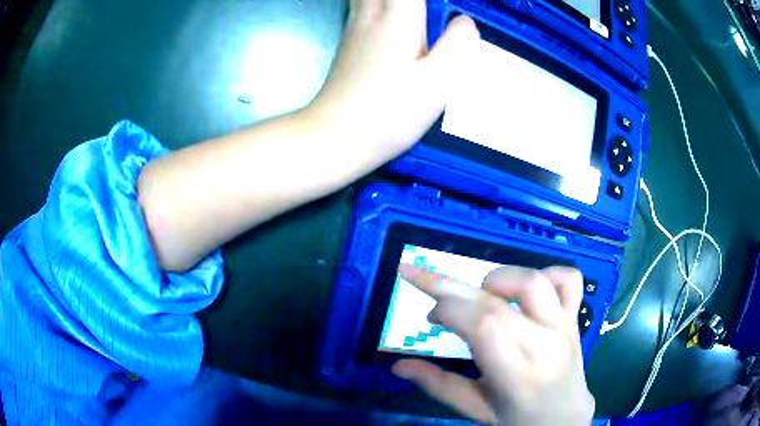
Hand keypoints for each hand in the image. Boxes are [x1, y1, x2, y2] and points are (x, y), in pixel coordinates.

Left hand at [307, 0, 479, 167]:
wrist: (335, 135)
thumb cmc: (388, 113)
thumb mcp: (437, 83)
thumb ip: (457, 45)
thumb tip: (465, 21)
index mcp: (398, 16)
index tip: (445, 7)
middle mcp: (372, 11)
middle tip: (431, 9)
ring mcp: (355, 23)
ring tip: (418, 11)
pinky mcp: (349, 36)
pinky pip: (362, 0)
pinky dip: (381, 0)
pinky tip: (392, 9)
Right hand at [392, 265, 594, 425]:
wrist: (564, 418)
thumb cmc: (517, 419)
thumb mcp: (475, 408)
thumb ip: (437, 385)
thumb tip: (397, 366)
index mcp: (516, 375)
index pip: (482, 324)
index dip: (447, 308)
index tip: (431, 315)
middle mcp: (544, 343)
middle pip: (496, 300)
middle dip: (451, 285)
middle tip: (425, 281)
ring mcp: (565, 326)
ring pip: (532, 280)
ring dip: (497, 278)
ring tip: (482, 295)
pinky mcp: (575, 317)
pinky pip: (569, 278)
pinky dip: (547, 272)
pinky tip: (527, 291)